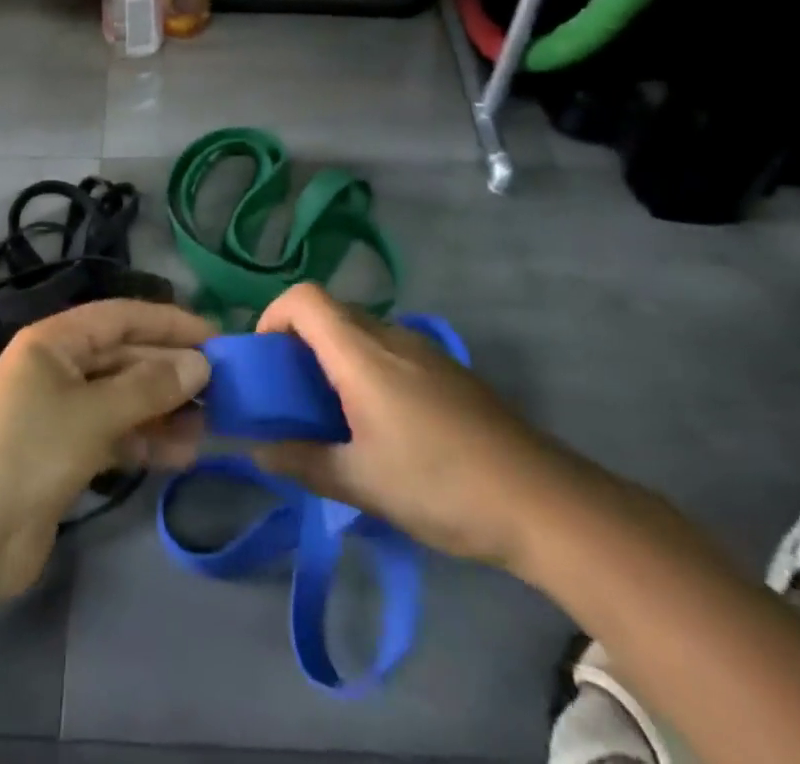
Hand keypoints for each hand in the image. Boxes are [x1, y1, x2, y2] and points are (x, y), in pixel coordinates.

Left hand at [0, 299, 214, 602]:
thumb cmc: (28, 454)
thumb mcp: (92, 414)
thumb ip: (148, 387)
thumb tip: (200, 365)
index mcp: (53, 341)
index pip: (121, 317)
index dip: (168, 323)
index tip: (215, 337)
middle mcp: (58, 367)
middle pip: (125, 357)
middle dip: (170, 370)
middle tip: (223, 388)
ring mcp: (61, 412)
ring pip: (124, 398)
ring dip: (164, 410)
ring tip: (210, 426)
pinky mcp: (66, 453)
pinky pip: (116, 434)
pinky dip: (146, 441)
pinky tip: (182, 454)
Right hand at [253, 284, 574, 573]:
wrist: (543, 501)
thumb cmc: (440, 485)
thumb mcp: (362, 483)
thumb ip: (302, 461)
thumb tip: (256, 450)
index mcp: (361, 353)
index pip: (303, 298)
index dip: (273, 316)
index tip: (266, 361)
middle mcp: (390, 335)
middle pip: (330, 311)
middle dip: (300, 342)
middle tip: (293, 394)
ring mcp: (424, 349)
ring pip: (361, 330)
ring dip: (335, 356)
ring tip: (336, 413)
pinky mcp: (447, 369)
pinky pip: (390, 349)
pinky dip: (367, 367)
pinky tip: (384, 423)